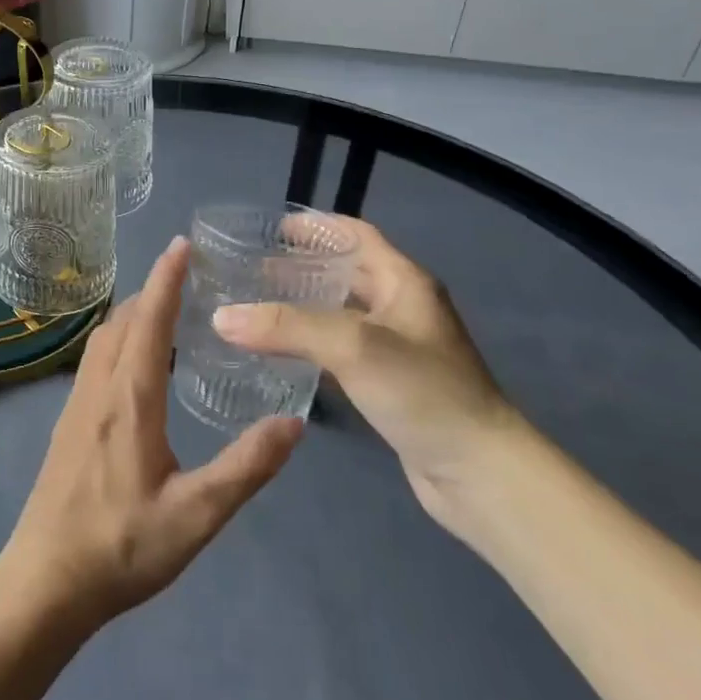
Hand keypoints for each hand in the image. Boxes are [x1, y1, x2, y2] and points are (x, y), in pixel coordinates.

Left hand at [0, 237, 303, 639]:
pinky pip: (96, 360)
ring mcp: (77, 404)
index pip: (148, 321)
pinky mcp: (68, 422)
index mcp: (130, 399)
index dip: (166, 279)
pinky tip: (138, 361)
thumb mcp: (198, 515)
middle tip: (187, 274)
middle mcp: (99, 388)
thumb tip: (294, 423)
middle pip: (122, 320)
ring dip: (132, 313)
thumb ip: (247, 467)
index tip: (182, 244)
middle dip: (152, 290)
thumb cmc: (122, 547)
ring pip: (104, 338)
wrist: (47, 579)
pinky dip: (119, 338)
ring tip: (166, 308)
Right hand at [210, 215, 520, 528]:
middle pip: (347, 273)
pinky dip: (311, 344)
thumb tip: (221, 317)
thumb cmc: (423, 392)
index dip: (317, 225)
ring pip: (341, 313)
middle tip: (252, 271)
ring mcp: (398, 348)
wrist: (479, 473)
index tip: (272, 228)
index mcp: (404, 282)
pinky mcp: (390, 385)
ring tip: (257, 308)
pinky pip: (341, 350)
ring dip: (303, 306)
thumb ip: (286, 326)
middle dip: (302, 266)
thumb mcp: (352, 346)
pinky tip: (281, 355)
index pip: (356, 235)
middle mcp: (403, 308)